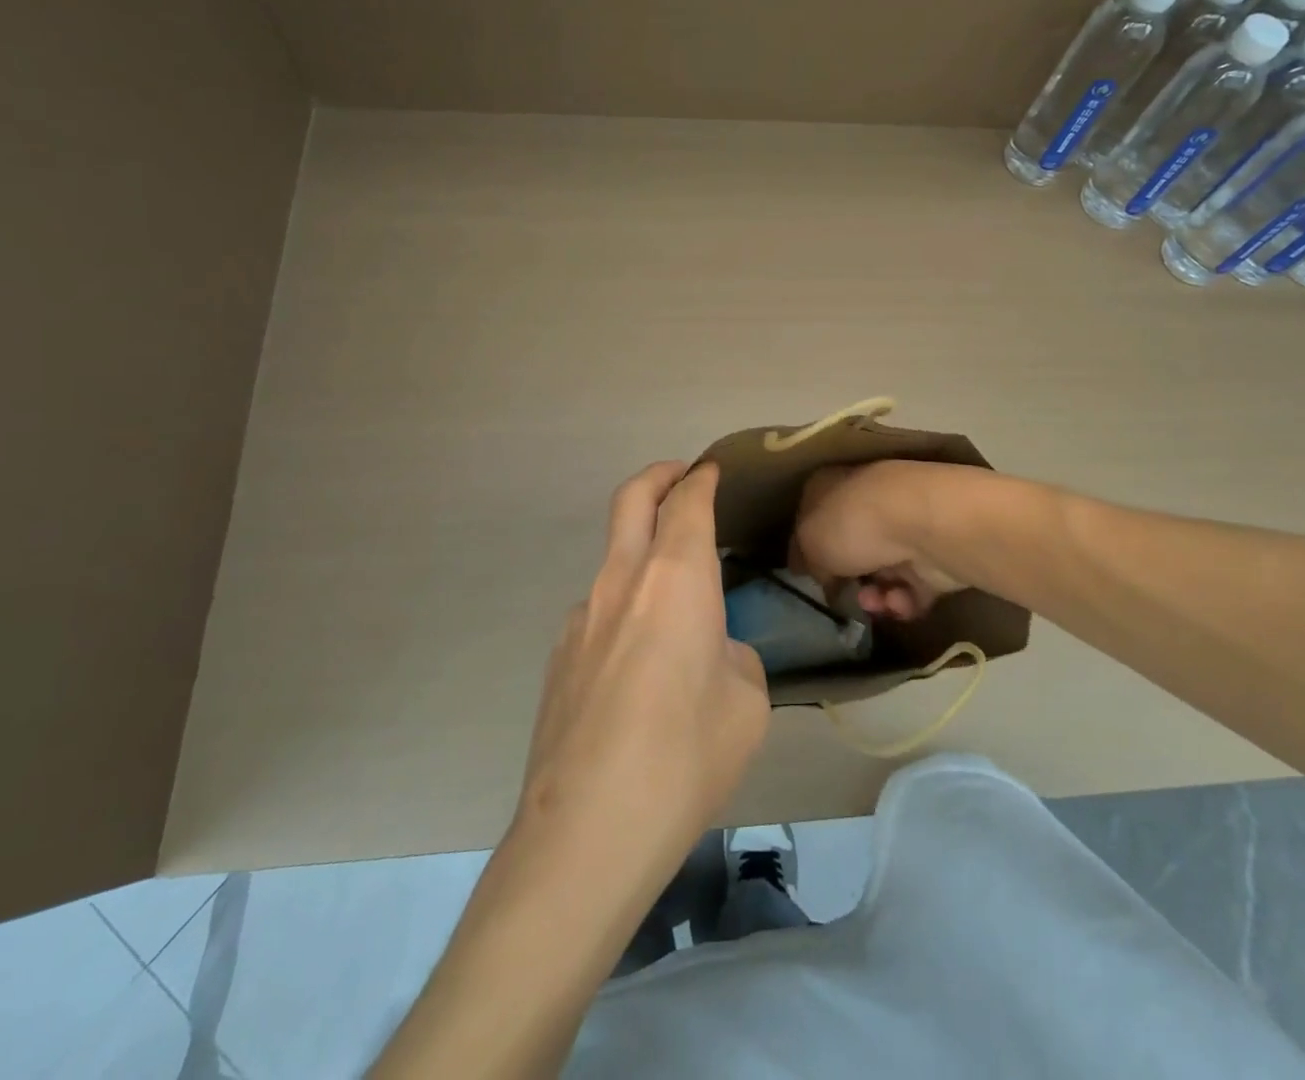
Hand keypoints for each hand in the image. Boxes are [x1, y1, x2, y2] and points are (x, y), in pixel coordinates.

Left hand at [517, 461, 769, 888]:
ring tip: (675, 602)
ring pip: (614, 557)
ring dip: (642, 551)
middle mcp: (621, 581)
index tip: (712, 470)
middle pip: (632, 499)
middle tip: (681, 478)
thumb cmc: (684, 759)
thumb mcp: (746, 705)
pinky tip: (640, 665)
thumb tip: (711, 653)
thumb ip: (733, 658)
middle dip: (658, 477)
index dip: (701, 479)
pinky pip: (598, 609)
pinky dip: (625, 606)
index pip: (687, 503)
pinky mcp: (558, 656)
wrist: (585, 833)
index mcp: (674, 579)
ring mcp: (580, 616)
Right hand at [792, 461, 971, 619]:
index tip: (804, 574)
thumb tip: (819, 571)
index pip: (814, 513)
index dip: (807, 546)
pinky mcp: (934, 556)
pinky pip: (911, 589)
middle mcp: (869, 501)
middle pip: (850, 546)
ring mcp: (905, 527)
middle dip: (845, 578)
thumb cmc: (854, 522)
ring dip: (874, 596)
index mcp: (834, 484)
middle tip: (840, 594)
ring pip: (881, 572)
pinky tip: (898, 600)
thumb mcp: (808, 540)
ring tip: (874, 601)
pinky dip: (902, 601)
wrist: (926, 525)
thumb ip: (806, 558)